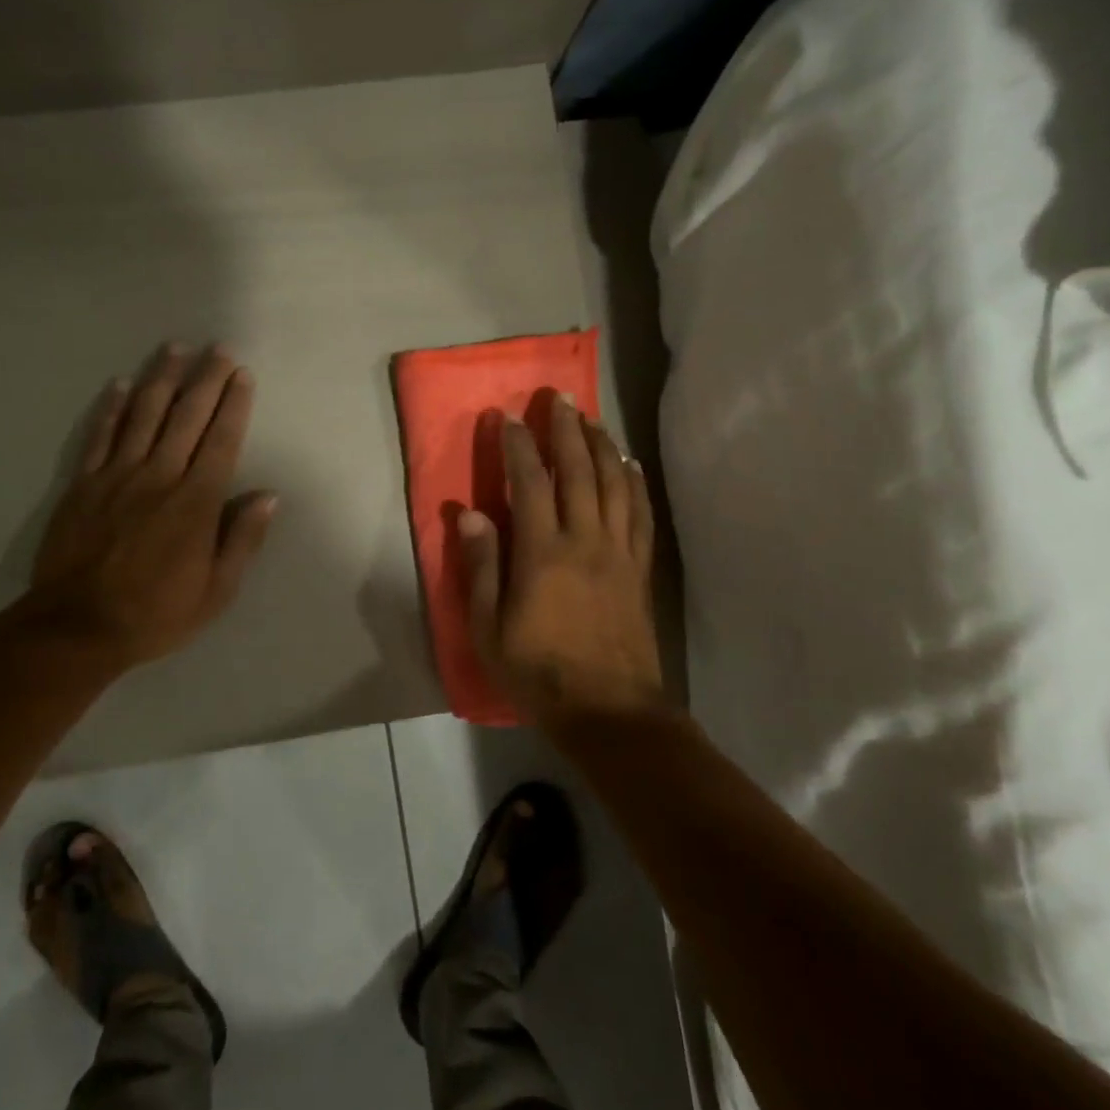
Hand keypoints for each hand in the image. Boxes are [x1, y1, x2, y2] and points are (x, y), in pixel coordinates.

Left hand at [3, 343, 275, 670]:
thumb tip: (267, 496)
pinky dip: (112, 408)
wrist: (77, 628)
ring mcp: (116, 476)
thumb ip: (242, 539)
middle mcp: (159, 477)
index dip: (234, 405)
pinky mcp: (83, 484)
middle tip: (218, 349)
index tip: (242, 375)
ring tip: (175, 349)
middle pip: (186, 418)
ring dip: (162, 379)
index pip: (221, 441)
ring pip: (143, 416)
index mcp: (196, 502)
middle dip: (206, 380)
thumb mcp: (217, 590)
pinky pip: (100, 436)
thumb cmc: (157, 613)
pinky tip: (122, 384)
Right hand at [458, 394, 661, 726]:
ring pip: (614, 484)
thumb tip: (468, 513)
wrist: (610, 712)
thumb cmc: (540, 674)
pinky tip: (630, 464)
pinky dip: (635, 482)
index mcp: (543, 553)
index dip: (517, 446)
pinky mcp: (640, 568)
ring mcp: (619, 552)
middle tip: (557, 397)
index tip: (506, 418)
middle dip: (565, 429)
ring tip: (590, 419)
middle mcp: (585, 540)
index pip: (530, 483)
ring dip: (602, 445)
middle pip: (578, 471)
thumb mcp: (489, 630)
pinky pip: (641, 513)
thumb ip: (480, 568)